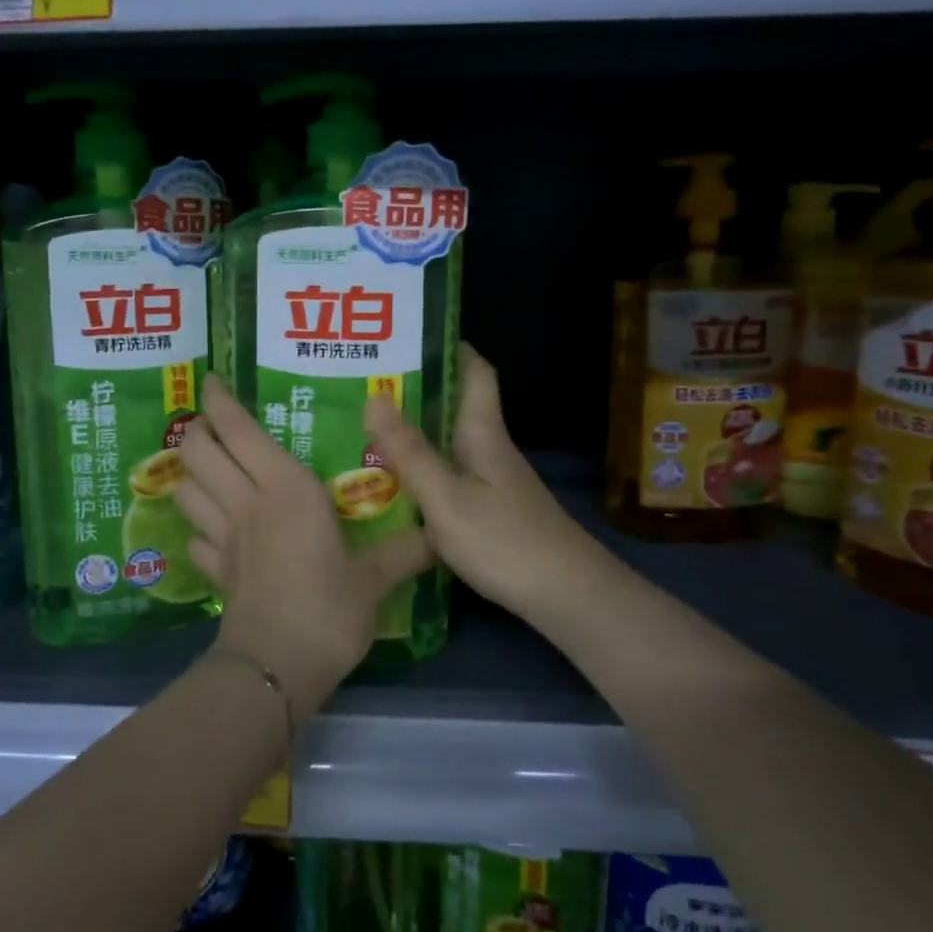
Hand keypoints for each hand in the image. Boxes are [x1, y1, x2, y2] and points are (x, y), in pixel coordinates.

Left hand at [175, 376, 432, 714]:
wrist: (278, 667)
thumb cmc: (328, 609)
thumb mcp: (375, 578)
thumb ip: (406, 550)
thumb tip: (441, 535)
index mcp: (285, 488)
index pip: (238, 429)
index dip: (219, 401)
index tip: (213, 380)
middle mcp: (246, 501)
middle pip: (197, 451)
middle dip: (196, 430)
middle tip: (211, 423)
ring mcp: (224, 537)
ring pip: (186, 489)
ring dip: (189, 472)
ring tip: (207, 466)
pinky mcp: (215, 571)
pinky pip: (195, 538)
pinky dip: (198, 527)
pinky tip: (213, 531)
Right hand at [364, 345, 619, 626]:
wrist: (567, 597)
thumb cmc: (504, 541)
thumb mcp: (446, 498)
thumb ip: (409, 452)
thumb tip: (374, 396)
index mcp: (483, 433)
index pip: (476, 373)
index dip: (451, 348)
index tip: (412, 334)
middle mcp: (490, 449)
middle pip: (456, 407)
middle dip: (416, 391)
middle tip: (365, 385)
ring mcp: (494, 482)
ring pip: (450, 443)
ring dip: (415, 433)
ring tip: (367, 430)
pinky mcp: (492, 511)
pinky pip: (450, 475)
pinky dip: (423, 470)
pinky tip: (395, 486)